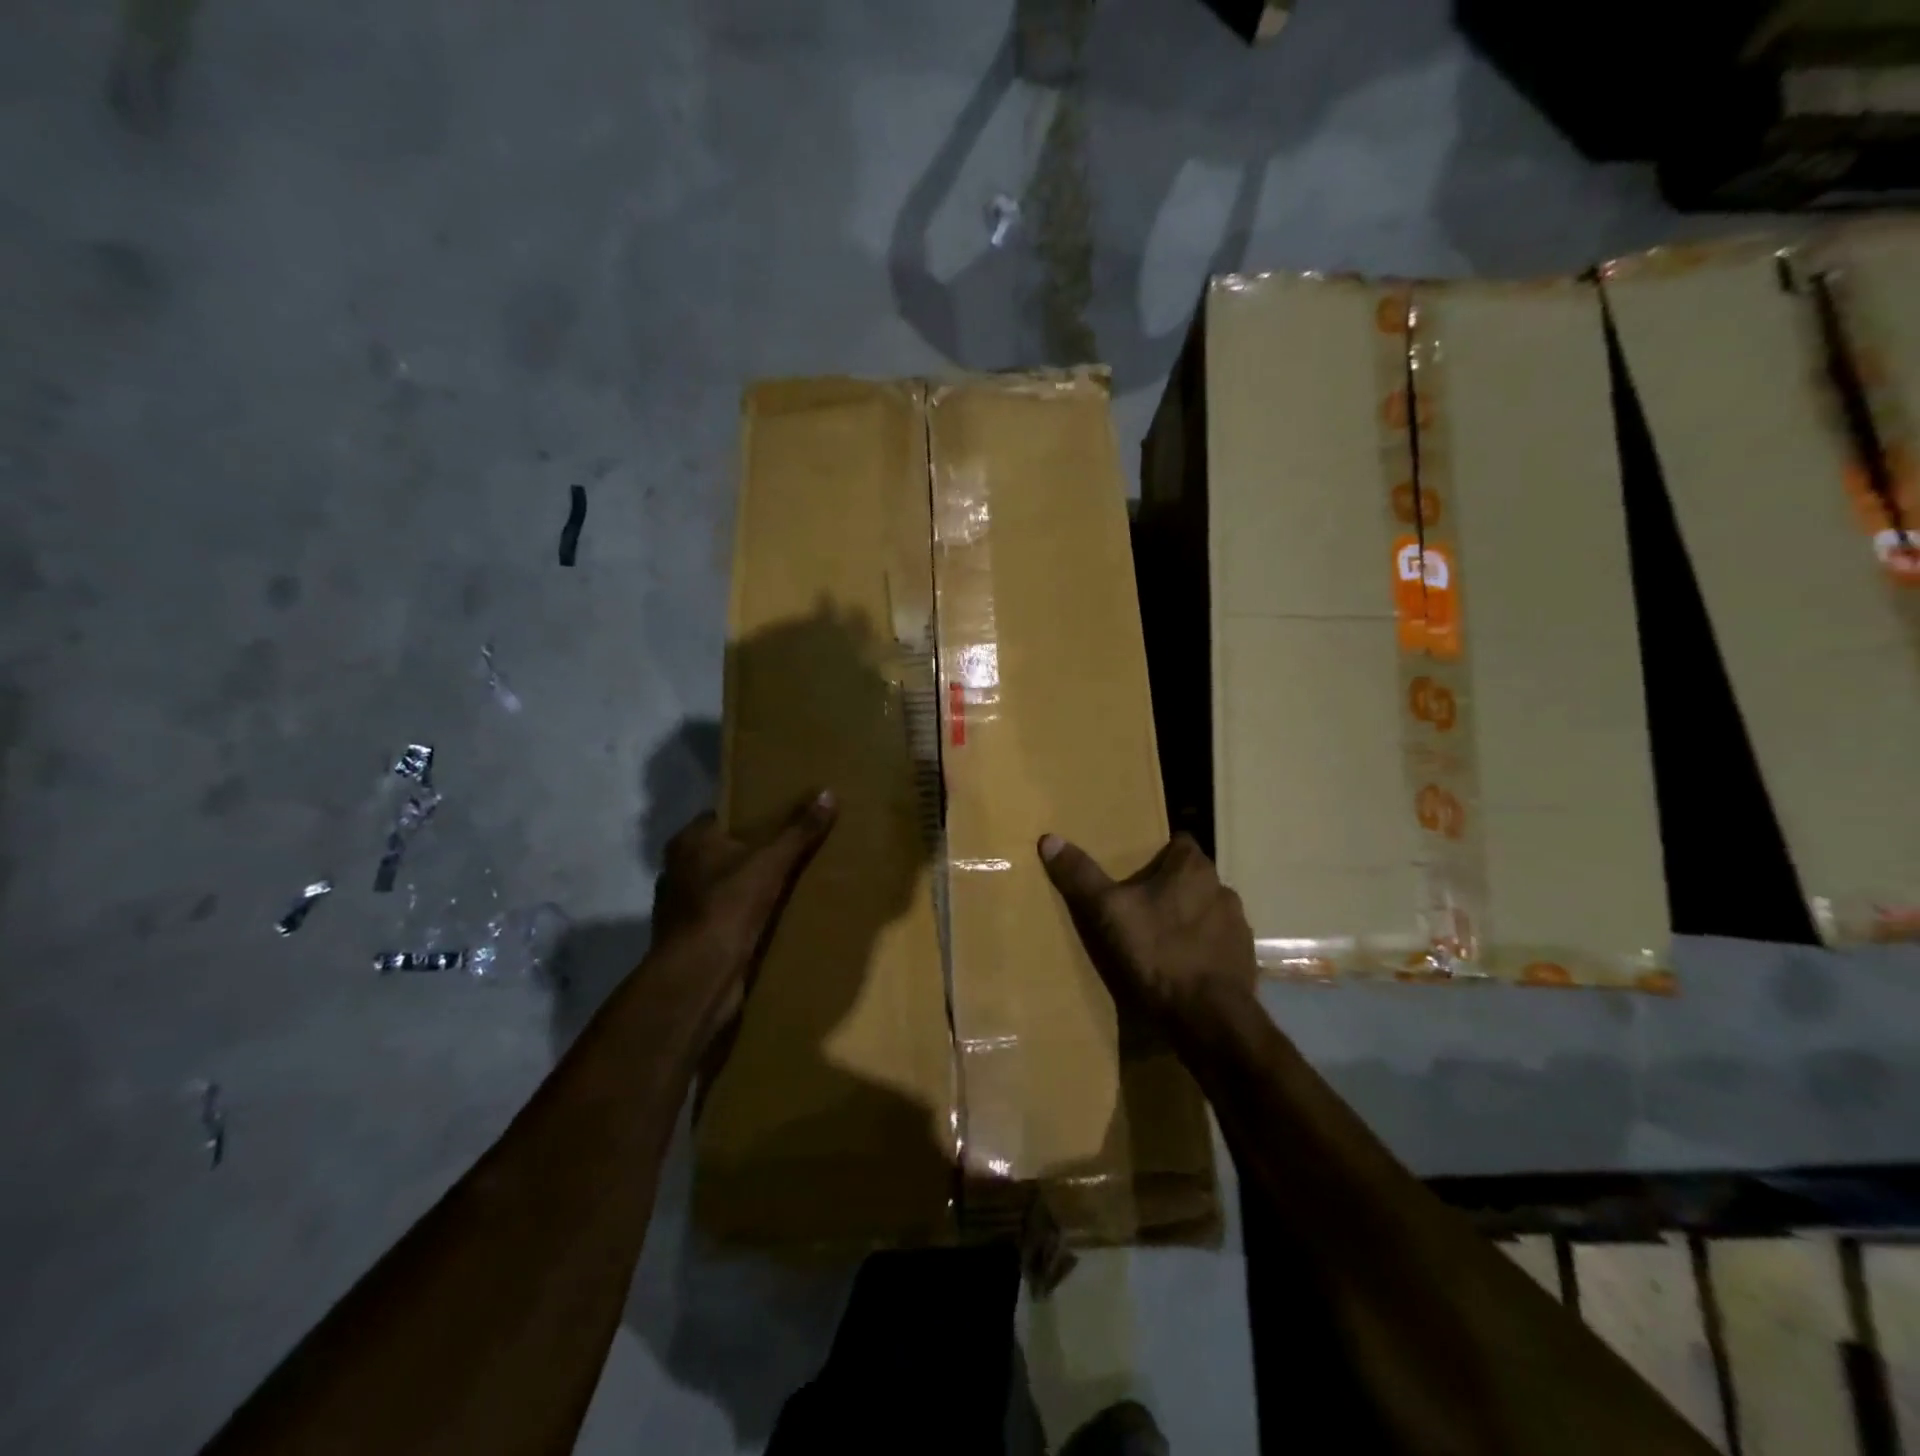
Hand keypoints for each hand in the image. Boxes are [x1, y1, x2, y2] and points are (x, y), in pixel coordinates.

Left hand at [651, 791, 837, 1037]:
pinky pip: (726, 915)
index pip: (722, 816)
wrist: (699, 977)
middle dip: (755, 850)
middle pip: (724, 851)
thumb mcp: (771, 862)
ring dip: (751, 885)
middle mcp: (678, 870)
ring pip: (725, 885)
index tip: (784, 814)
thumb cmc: (727, 906)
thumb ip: (799, 830)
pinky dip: (746, 914)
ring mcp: (683, 907)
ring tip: (791, 880)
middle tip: (795, 845)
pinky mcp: (694, 938)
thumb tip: (828, 793)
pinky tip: (775, 916)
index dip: (752, 814)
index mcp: (688, 842)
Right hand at [1038, 832, 1257, 1034]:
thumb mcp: (1108, 911)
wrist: (1209, 1018)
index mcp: (1194, 868)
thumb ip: (1081, 875)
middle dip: (1168, 888)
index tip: (1135, 867)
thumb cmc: (1158, 952)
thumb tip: (1050, 839)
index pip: (1179, 842)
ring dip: (1187, 919)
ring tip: (1157, 939)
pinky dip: (1200, 951)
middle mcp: (1222, 889)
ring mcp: (1238, 926)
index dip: (1158, 852)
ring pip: (1206, 911)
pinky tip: (1179, 968)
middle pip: (1191, 878)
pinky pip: (1217, 945)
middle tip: (1137, 905)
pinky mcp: (1243, 961)